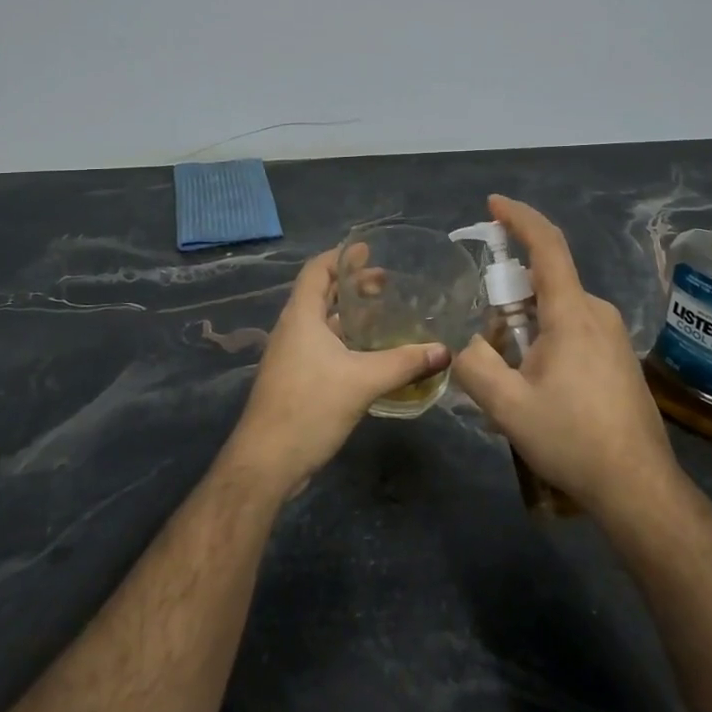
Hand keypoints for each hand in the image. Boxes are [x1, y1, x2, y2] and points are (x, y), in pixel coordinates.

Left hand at [227, 248, 449, 498]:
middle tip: (386, 283)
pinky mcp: (296, 380)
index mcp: (301, 317)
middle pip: (321, 294)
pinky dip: (346, 340)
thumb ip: (404, 363)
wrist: (266, 462)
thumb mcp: (362, 381)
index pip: (317, 270)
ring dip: (350, 315)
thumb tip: (445, 350)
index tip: (368, 249)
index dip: (341, 256)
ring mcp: (292, 356)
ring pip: (323, 323)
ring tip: (384, 314)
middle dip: (352, 285)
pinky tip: (371, 354)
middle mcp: (293, 330)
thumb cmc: (309, 407)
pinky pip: (323, 347)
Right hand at [451, 195, 681, 523]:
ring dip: (525, 326)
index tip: (492, 204)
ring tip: (507, 375)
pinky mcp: (618, 357)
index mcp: (572, 312)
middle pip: (545, 283)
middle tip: (483, 338)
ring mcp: (612, 336)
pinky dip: (544, 340)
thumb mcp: (507, 406)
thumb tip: (460, 343)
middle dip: (507, 297)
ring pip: (557, 310)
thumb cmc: (573, 439)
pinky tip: (534, 387)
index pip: (547, 245)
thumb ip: (473, 364)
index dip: (519, 218)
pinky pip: (572, 330)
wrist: (639, 487)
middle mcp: (597, 313)